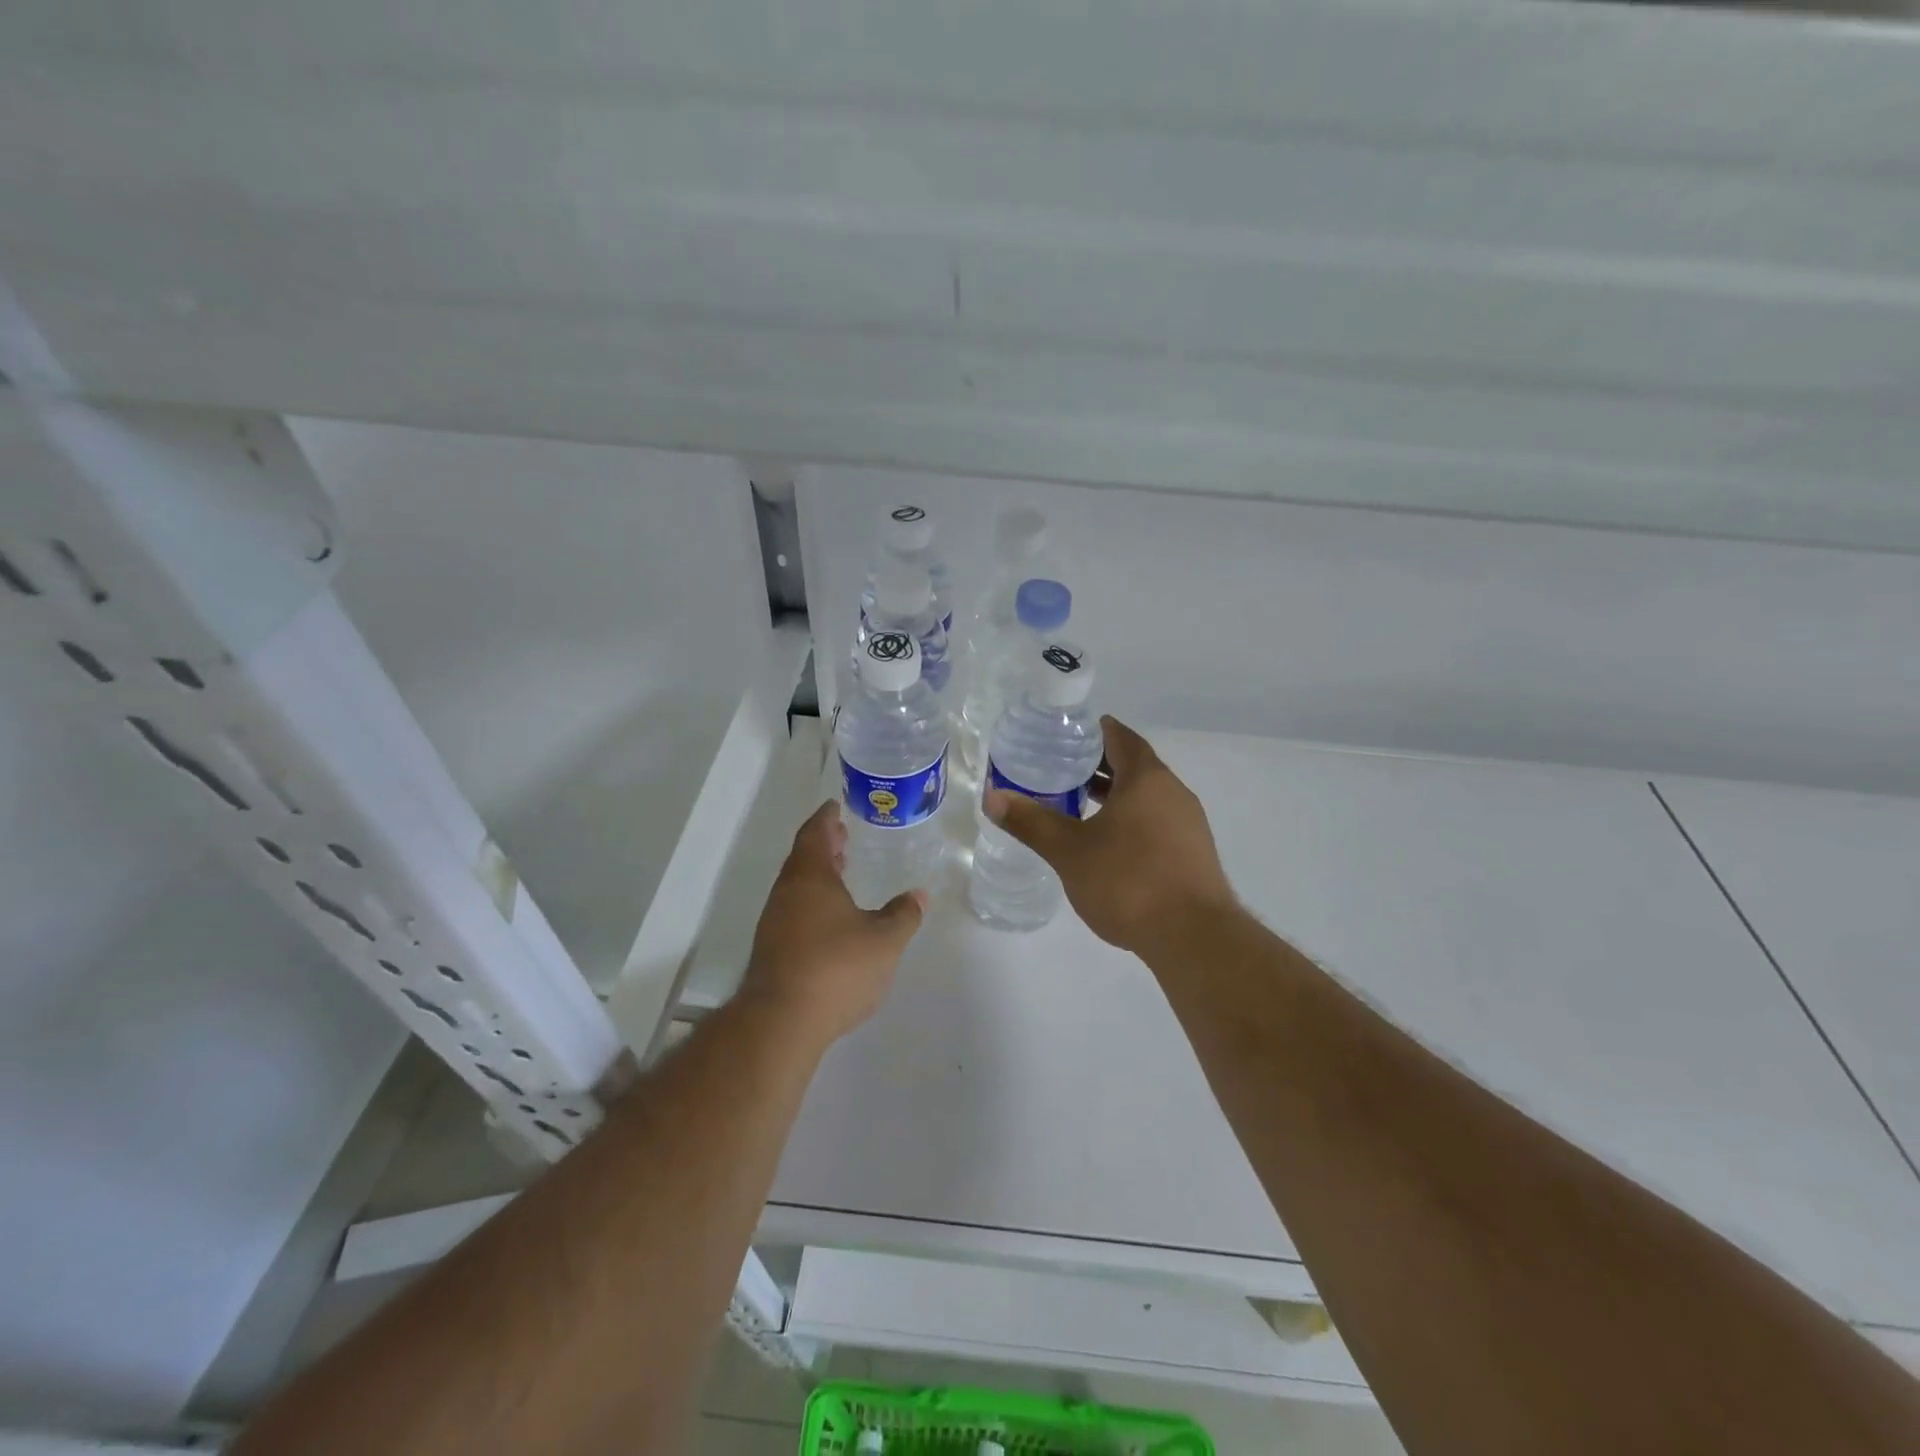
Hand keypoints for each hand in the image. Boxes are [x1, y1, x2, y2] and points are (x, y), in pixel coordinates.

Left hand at [740, 800, 925, 1043]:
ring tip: (841, 872)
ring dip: (818, 874)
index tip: (835, 806)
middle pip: (803, 858)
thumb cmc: (836, 968)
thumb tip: (919, 894)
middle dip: (823, 845)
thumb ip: (903, 915)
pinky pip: (794, 910)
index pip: (815, 833)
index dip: (826, 818)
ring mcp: (774, 923)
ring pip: (797, 886)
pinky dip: (813, 901)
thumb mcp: (884, 940)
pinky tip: (831, 918)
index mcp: (810, 877)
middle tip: (843, 836)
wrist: (781, 1022)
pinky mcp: (772, 951)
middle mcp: (787, 893)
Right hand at [983, 716, 1235, 955]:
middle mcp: (1174, 792)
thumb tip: (992, 797)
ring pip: (1149, 796)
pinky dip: (1134, 820)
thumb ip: (1031, 822)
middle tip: (1064, 771)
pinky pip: (1160, 822)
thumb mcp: (1069, 851)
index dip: (1095, 732)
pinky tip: (1112, 846)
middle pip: (1136, 766)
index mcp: (1146, 779)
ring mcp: (1190, 824)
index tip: (1068, 735)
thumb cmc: (1128, 881)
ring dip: (1118, 795)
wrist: (1194, 937)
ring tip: (1081, 807)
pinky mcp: (1195, 854)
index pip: (1121, 738)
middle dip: (1101, 766)